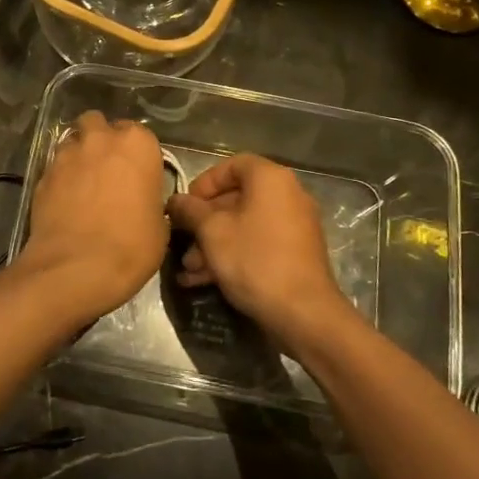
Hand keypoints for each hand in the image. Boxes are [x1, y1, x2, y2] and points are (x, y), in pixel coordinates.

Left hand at [15, 111, 167, 321]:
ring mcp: (66, 155)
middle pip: (98, 124)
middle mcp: (100, 140)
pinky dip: (60, 177)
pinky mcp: (42, 174)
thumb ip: (150, 200)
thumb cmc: (130, 246)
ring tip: (83, 183)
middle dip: (101, 139)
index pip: (139, 134)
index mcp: (137, 145)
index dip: (136, 154)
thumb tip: (142, 202)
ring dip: (78, 154)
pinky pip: (54, 167)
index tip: (137, 175)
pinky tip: (65, 201)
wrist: (76, 268)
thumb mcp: (159, 227)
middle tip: (107, 169)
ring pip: (72, 141)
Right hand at [168, 155, 348, 351]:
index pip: (232, 165)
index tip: (186, 205)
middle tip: (182, 240)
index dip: (204, 182)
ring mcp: (294, 226)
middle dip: (203, 221)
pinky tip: (203, 280)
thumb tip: (175, 200)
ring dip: (212, 244)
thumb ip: (190, 210)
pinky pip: (257, 244)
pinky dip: (232, 255)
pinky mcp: (295, 254)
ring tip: (188, 269)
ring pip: (244, 226)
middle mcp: (287, 196)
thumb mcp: (211, 231)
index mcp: (270, 180)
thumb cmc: (254, 260)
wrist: (303, 313)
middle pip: (236, 198)